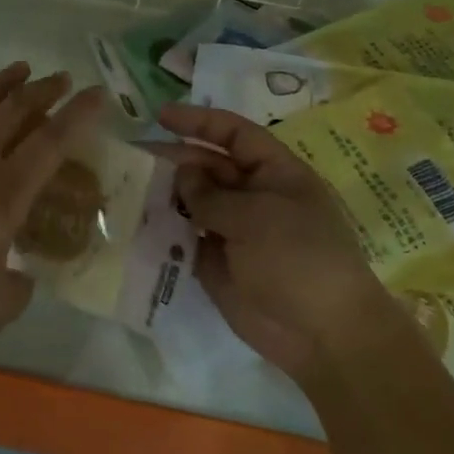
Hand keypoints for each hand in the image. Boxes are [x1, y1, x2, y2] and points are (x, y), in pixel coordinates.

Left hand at [0, 62, 101, 340]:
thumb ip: (20, 288)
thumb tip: (23, 276)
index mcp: (6, 192)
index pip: (51, 142)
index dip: (78, 115)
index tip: (96, 93)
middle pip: (16, 111)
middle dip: (43, 90)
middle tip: (61, 78)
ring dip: (2, 82)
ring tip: (21, 68)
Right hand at [157, 103, 389, 379]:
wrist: (323, 337)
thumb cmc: (298, 259)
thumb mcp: (255, 217)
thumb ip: (211, 194)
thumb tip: (181, 174)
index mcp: (275, 173)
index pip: (234, 134)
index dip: (199, 121)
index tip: (161, 116)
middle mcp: (253, 196)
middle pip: (208, 166)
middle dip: (174, 159)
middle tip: (135, 157)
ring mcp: (235, 230)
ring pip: (193, 201)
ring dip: (165, 193)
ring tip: (129, 186)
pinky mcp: (217, 263)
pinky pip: (186, 237)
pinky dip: (165, 229)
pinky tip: (137, 221)